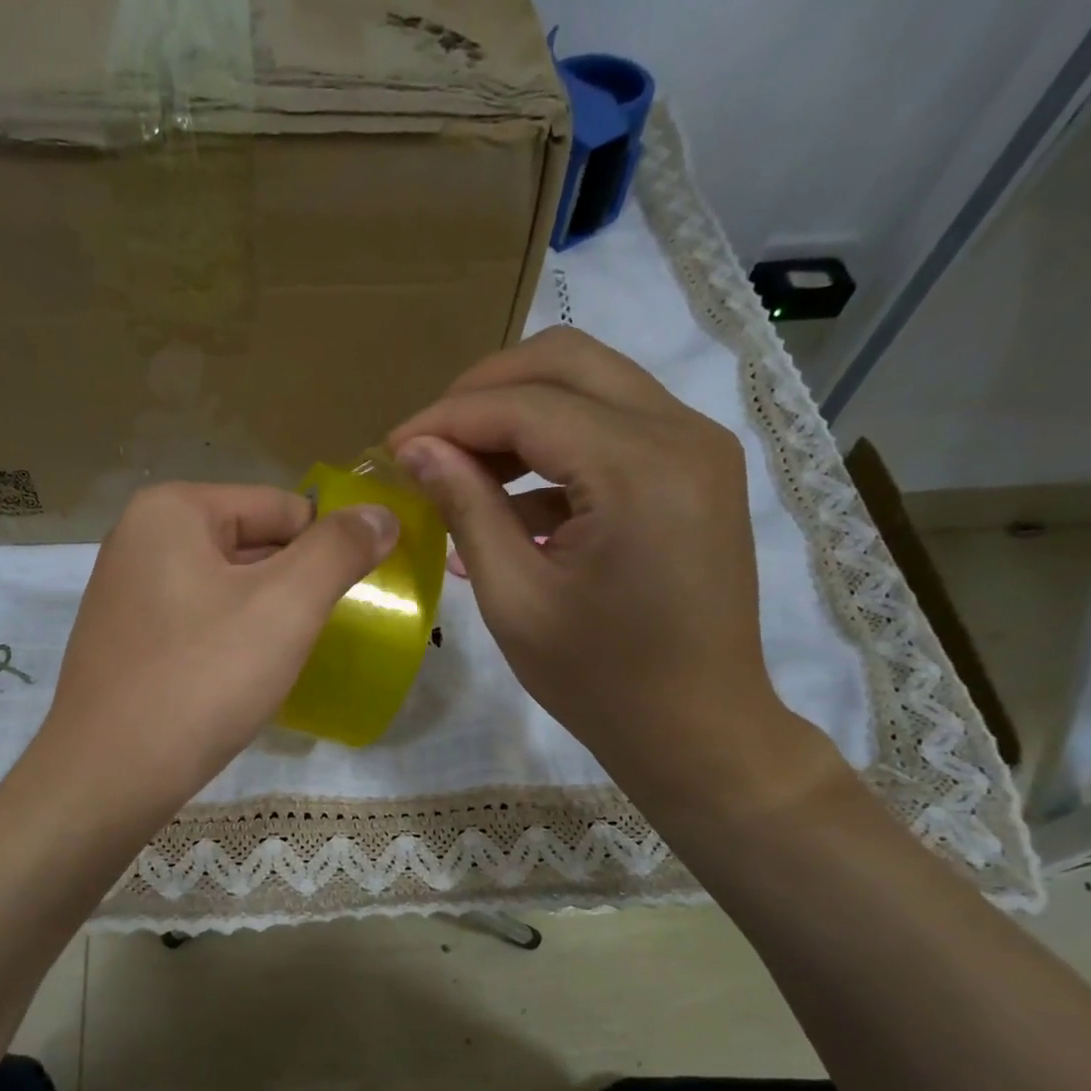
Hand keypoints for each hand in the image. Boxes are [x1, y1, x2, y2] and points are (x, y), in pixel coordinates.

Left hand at [33, 482, 397, 822]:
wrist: (110, 775)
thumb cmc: (203, 679)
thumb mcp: (287, 605)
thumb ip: (339, 550)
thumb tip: (381, 514)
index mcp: (172, 509)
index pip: (283, 507)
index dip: (325, 551)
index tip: (348, 601)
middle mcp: (139, 538)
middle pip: (251, 544)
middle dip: (292, 587)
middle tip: (318, 636)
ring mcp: (125, 593)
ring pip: (225, 589)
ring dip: (263, 619)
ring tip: (280, 664)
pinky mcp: (123, 641)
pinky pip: (196, 624)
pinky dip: (228, 643)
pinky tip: (238, 682)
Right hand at [387, 326, 837, 809]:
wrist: (697, 729)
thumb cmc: (599, 680)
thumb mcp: (515, 599)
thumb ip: (466, 509)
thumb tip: (415, 450)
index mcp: (639, 470)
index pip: (525, 404)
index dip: (447, 418)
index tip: (392, 448)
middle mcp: (682, 433)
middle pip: (566, 361)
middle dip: (483, 392)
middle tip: (429, 443)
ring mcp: (698, 447)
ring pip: (593, 384)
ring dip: (519, 413)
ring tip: (463, 471)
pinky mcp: (697, 470)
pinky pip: (616, 425)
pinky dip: (557, 444)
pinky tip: (515, 502)